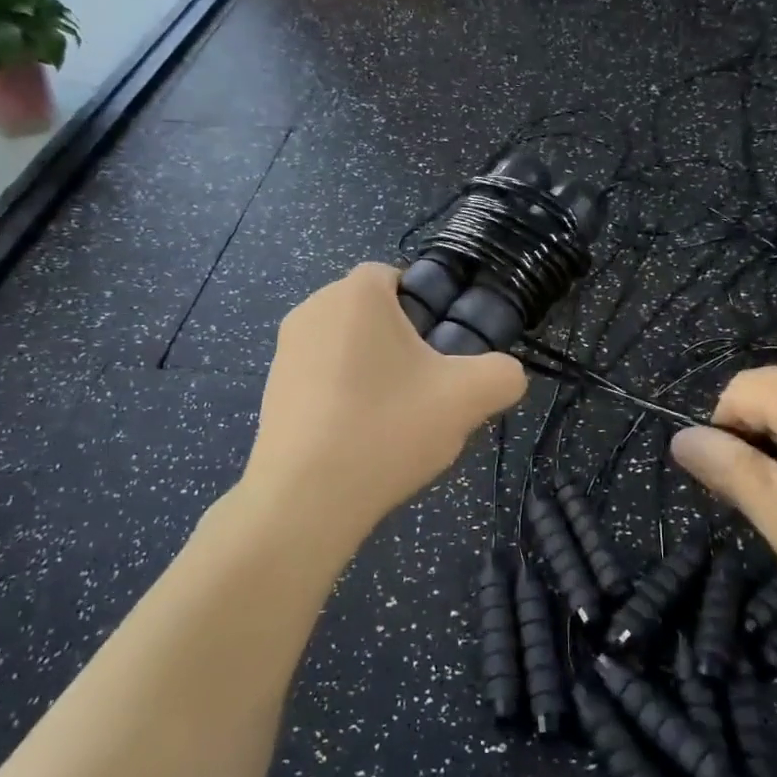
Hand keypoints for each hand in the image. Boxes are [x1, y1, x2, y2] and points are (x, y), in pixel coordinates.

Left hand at [241, 264, 526, 548]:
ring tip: (393, 421)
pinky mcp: (271, 390)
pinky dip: (344, 396)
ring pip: (348, 347)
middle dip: (403, 343)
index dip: (429, 309)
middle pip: (374, 314)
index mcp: (355, 293)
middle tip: (426, 390)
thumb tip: (505, 374)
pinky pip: (322, 377)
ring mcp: (285, 351)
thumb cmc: (387, 428)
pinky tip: (359, 438)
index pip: (399, 276)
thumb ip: (503, 374)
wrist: (305, 500)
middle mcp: (312, 309)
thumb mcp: (467, 399)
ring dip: (374, 371)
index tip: (443, 353)